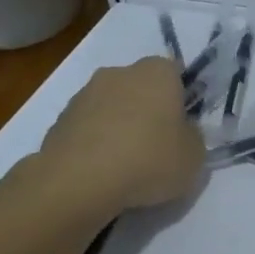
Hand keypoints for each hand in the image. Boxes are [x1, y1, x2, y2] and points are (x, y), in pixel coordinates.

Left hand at [39, 57, 204, 219]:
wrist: (80, 180)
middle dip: (148, 110)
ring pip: (111, 107)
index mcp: (157, 72)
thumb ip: (192, 137)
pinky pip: (88, 129)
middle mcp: (119, 72)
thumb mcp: (194, 156)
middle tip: (157, 146)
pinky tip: (100, 172)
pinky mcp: (60, 119)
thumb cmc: (149, 160)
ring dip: (119, 126)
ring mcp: (84, 94)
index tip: (182, 127)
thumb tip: (181, 132)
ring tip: (125, 166)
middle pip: (141, 88)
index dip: (181, 99)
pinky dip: (95, 144)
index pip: (175, 73)